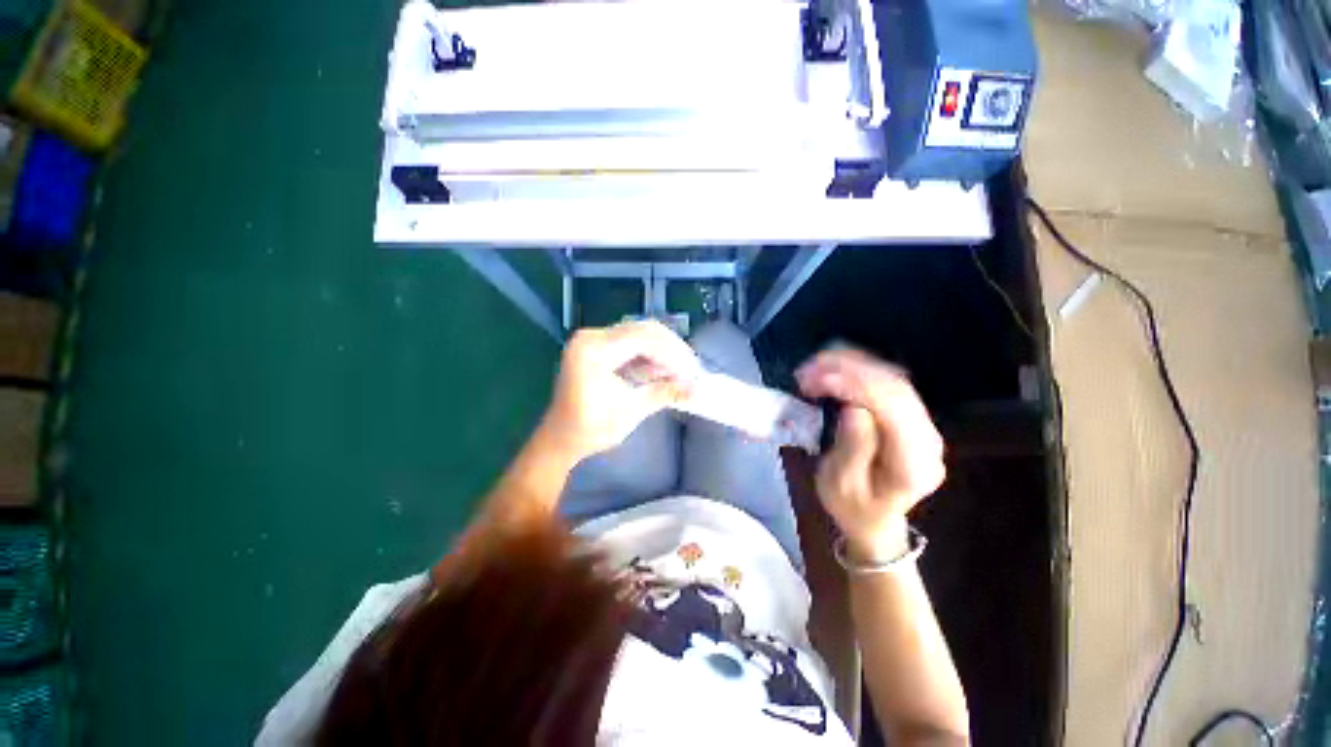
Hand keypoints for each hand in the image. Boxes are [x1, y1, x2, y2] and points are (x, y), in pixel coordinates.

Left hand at [539, 320, 700, 461]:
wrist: (561, 439)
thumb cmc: (590, 429)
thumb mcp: (630, 411)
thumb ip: (664, 393)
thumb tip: (697, 389)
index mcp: (593, 349)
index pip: (643, 338)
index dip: (673, 353)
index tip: (693, 371)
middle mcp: (592, 337)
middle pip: (643, 331)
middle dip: (671, 350)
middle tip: (691, 370)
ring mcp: (594, 340)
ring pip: (640, 336)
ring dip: (662, 353)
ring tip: (681, 373)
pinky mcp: (598, 348)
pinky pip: (631, 345)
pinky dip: (650, 357)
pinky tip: (663, 372)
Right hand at [797, 348, 944, 561]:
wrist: (874, 520)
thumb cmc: (852, 508)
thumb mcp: (841, 485)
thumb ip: (852, 448)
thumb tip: (854, 408)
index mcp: (913, 464)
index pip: (894, 411)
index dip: (857, 387)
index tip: (819, 380)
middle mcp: (928, 439)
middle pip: (895, 389)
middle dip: (849, 371)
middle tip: (808, 371)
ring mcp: (923, 424)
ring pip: (893, 378)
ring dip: (851, 365)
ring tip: (814, 365)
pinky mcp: (910, 415)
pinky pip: (887, 381)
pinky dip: (858, 368)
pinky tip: (832, 365)